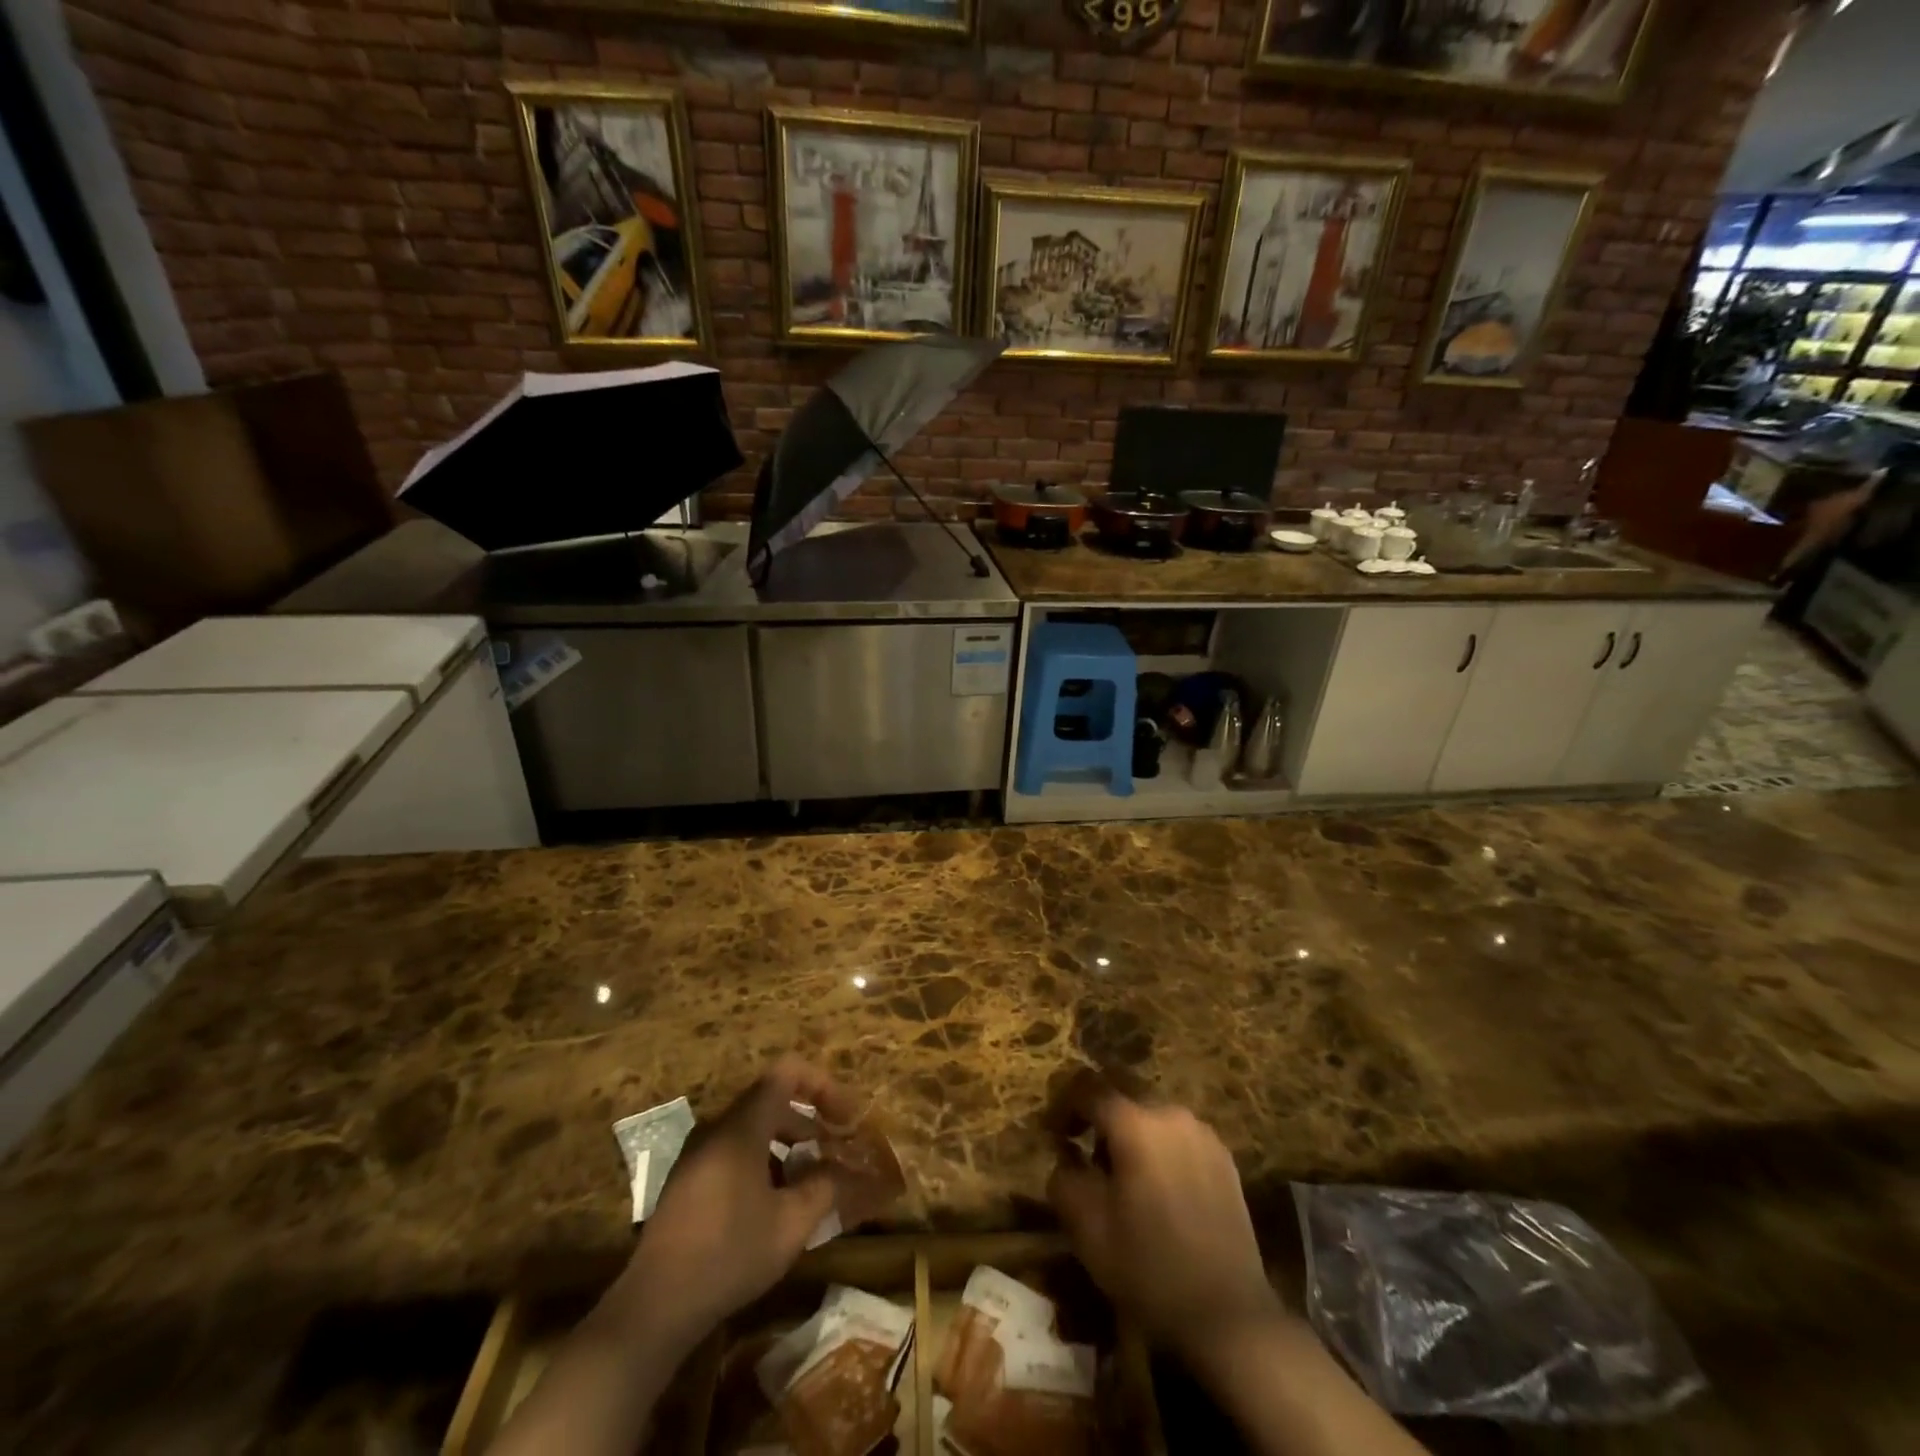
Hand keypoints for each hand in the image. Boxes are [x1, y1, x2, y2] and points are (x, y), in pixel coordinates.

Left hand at [617, 1057, 857, 1350]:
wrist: (655, 1306)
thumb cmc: (729, 1254)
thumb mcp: (791, 1223)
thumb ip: (825, 1187)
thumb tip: (849, 1170)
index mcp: (742, 1126)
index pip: (787, 1073)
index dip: (822, 1085)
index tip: (846, 1117)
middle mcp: (717, 1128)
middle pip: (772, 1101)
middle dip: (810, 1120)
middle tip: (836, 1150)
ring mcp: (698, 1154)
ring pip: (753, 1129)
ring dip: (788, 1144)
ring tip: (812, 1180)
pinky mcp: (687, 1181)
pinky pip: (734, 1152)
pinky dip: (764, 1161)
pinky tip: (776, 1203)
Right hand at [1048, 1077, 1282, 1362]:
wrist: (1229, 1316)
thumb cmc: (1149, 1268)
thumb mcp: (1087, 1229)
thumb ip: (1065, 1178)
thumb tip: (1065, 1155)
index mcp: (1134, 1123)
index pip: (1088, 1087)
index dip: (1063, 1104)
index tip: (1053, 1133)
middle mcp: (1170, 1113)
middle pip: (1123, 1091)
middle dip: (1098, 1112)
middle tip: (1083, 1145)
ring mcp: (1202, 1133)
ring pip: (1152, 1112)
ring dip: (1130, 1129)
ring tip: (1121, 1170)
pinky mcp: (1224, 1157)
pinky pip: (1178, 1134)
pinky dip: (1159, 1145)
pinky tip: (1157, 1185)